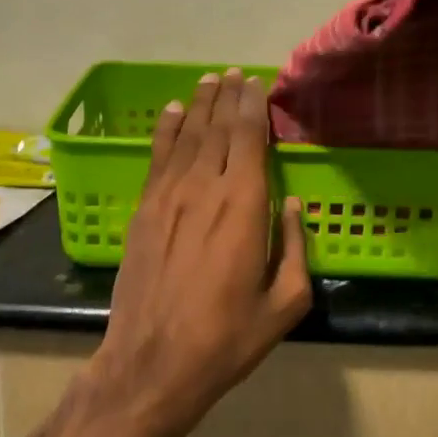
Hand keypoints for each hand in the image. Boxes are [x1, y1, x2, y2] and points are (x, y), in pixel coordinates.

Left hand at [73, 68, 311, 436]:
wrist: (152, 363)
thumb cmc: (227, 339)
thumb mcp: (284, 303)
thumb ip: (294, 247)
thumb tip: (293, 204)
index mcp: (244, 206)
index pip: (249, 139)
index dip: (253, 106)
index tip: (257, 82)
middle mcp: (204, 188)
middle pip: (217, 128)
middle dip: (228, 96)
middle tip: (236, 73)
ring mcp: (167, 197)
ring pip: (187, 136)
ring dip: (200, 105)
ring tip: (209, 80)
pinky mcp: (143, 211)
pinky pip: (157, 158)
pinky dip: (166, 130)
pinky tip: (173, 112)